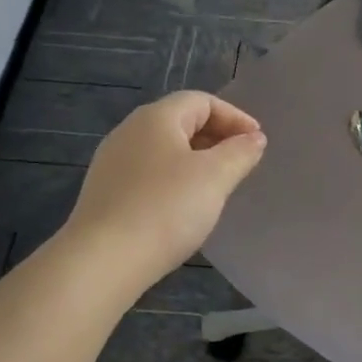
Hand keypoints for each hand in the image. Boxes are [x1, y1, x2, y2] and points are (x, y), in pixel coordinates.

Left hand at [66, 91, 266, 287]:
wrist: (103, 260)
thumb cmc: (166, 208)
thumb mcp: (215, 177)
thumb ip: (240, 152)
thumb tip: (254, 138)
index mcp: (156, 118)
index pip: (202, 101)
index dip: (235, 117)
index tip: (257, 143)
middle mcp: (129, 131)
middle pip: (181, 122)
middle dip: (216, 137)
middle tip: (242, 163)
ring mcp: (112, 162)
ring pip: (164, 150)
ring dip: (196, 160)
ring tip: (217, 186)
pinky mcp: (105, 192)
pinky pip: (149, 174)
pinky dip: (174, 179)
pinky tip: (184, 206)